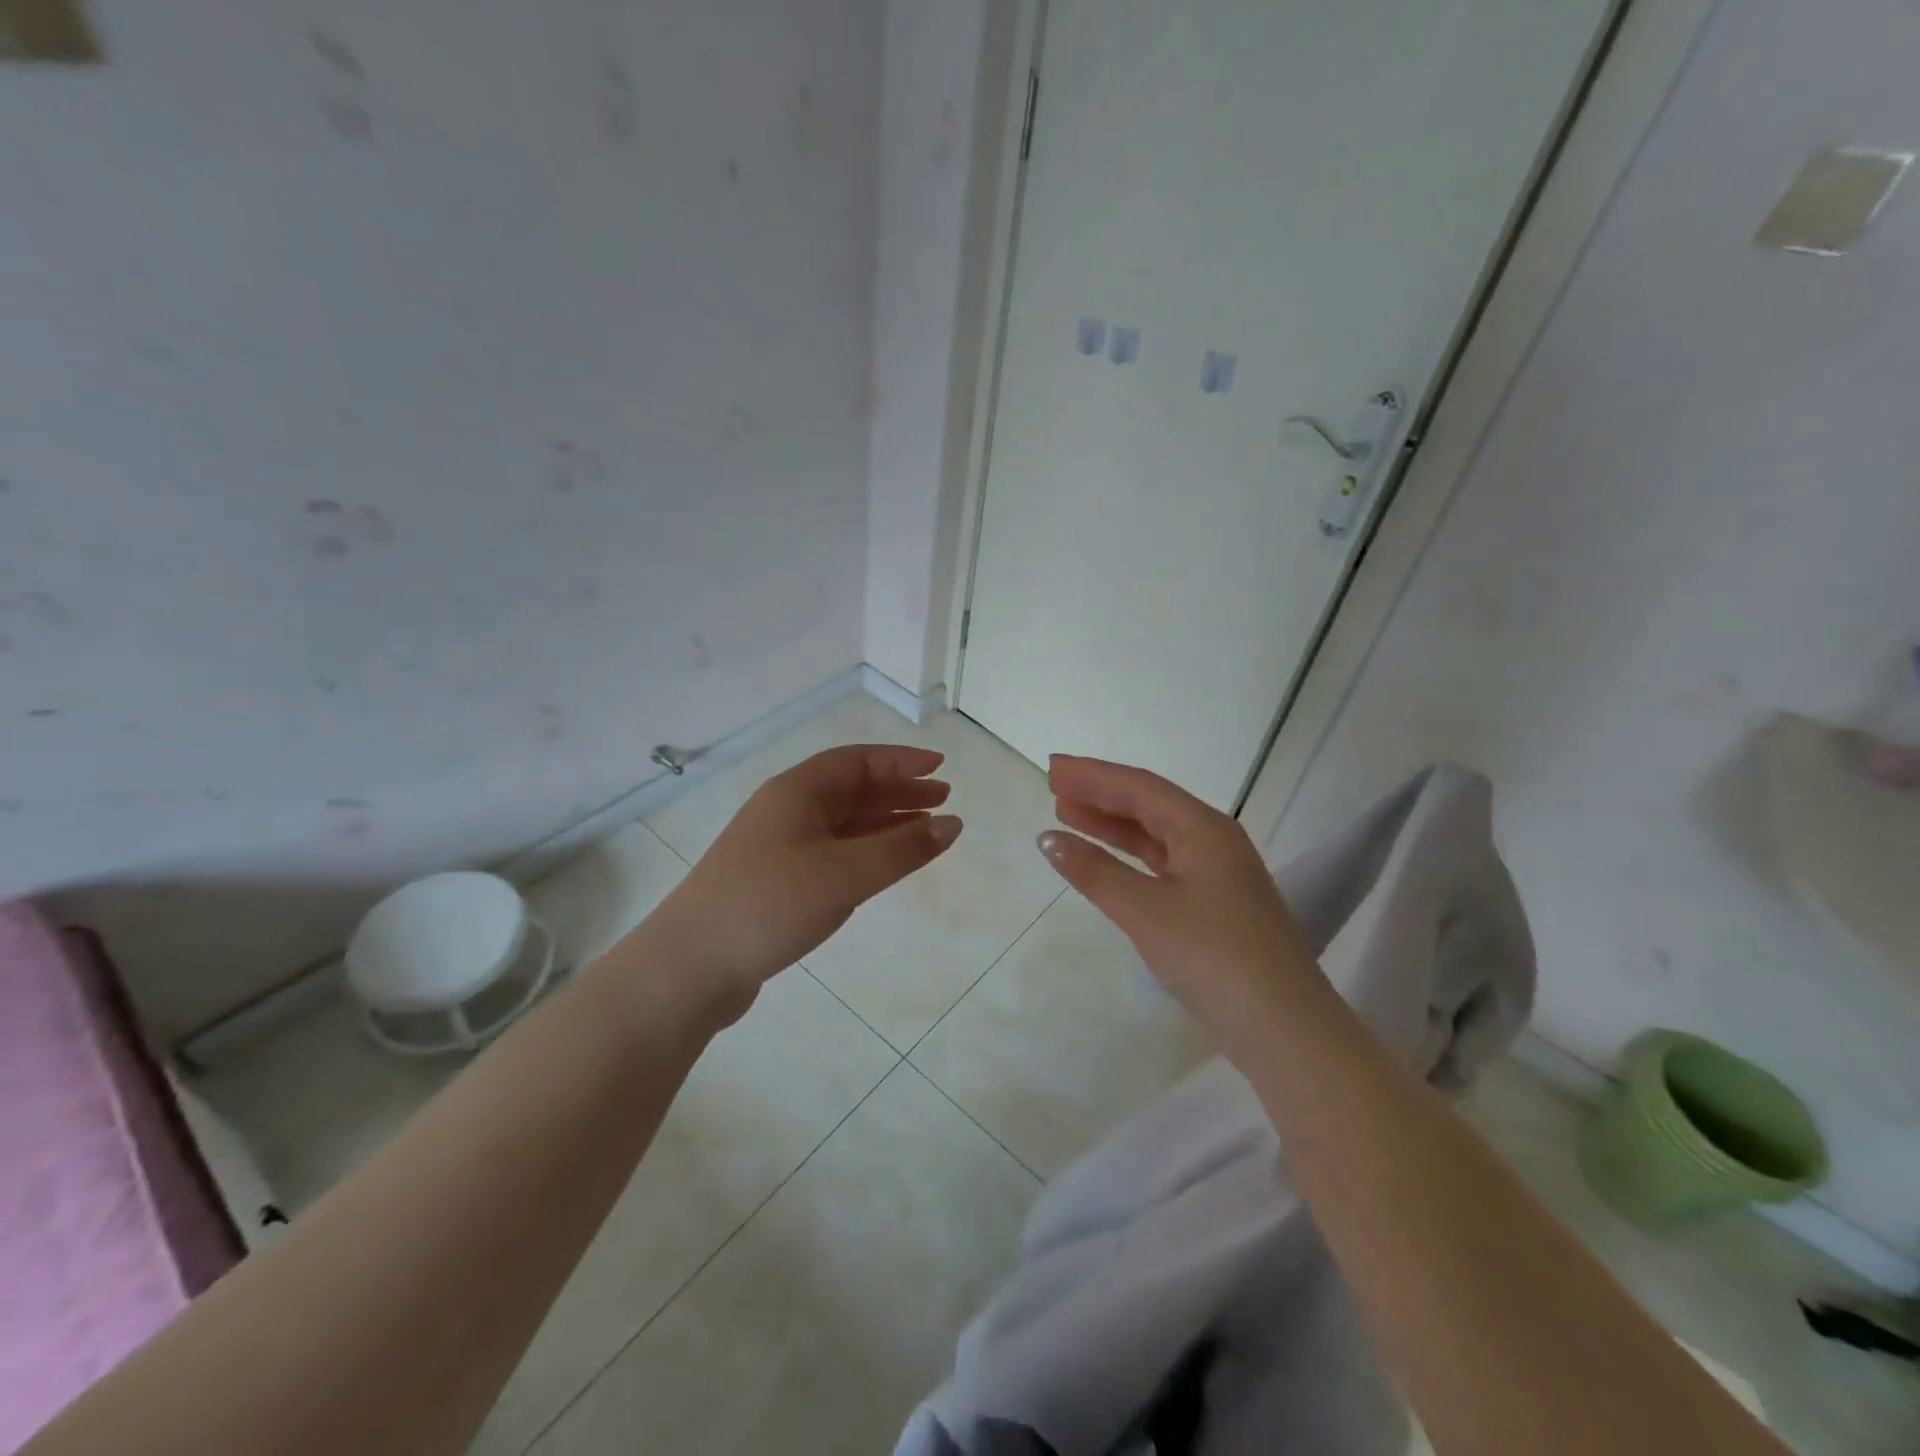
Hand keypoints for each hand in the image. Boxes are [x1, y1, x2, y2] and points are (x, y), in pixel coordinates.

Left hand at [650, 745, 960, 1020]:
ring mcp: (778, 846)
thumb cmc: (770, 904)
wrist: (691, 965)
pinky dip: (864, 851)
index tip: (940, 767)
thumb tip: (952, 824)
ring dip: (884, 822)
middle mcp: (786, 810)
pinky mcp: (775, 881)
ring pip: (842, 822)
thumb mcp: (844, 874)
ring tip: (925, 830)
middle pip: (851, 789)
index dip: (901, 761)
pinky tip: (883, 865)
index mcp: (797, 792)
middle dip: (898, 792)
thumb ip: (902, 850)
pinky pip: (832, 851)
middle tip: (943, 799)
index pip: (857, 761)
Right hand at [1038, 755, 1314, 1063]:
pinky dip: (1130, 857)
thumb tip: (1049, 839)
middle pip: (1149, 805)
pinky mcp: (1215, 904)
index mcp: (1204, 828)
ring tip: (1068, 814)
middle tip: (1054, 786)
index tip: (1052, 769)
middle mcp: (1214, 840)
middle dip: (1101, 794)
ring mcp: (1218, 873)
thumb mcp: (1146, 911)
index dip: (1093, 776)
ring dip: (1113, 824)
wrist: (1283, 1028)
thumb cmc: (1213, 957)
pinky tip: (1106, 860)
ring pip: (1156, 835)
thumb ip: (1096, 872)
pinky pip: (1164, 863)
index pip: (1139, 787)